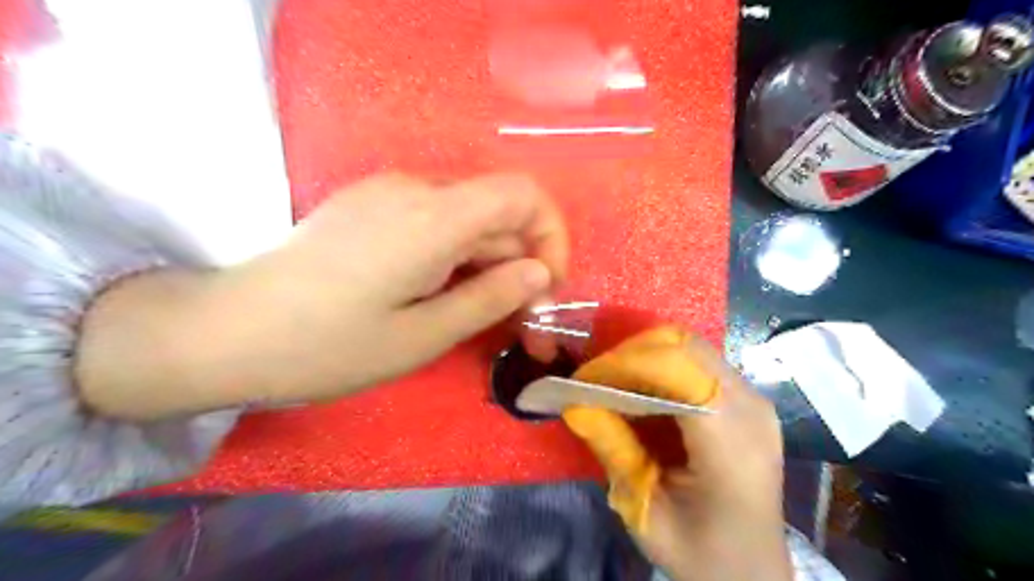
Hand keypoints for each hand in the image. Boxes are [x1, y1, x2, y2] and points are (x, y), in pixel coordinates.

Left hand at [75, 169, 567, 417]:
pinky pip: (436, 223)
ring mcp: (387, 194)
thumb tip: (540, 272)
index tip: (545, 287)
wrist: (225, 332)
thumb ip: (490, 298)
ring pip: (468, 221)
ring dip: (490, 264)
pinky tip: (442, 295)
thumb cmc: (326, 346)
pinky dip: (458, 257)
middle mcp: (414, 189)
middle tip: (522, 325)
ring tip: (484, 318)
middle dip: (522, 264)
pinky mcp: (370, 207)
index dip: (551, 234)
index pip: (524, 193)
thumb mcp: (422, 336)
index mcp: (432, 217)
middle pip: (498, 212)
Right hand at [563, 327, 788, 580]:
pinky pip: (697, 364)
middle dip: (631, 354)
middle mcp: (750, 406)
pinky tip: (641, 394)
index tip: (584, 380)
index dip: (625, 363)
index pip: (676, 368)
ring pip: (690, 348)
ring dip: (644, 358)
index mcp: (732, 440)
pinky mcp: (746, 399)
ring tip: (613, 384)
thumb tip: (575, 404)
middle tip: (596, 380)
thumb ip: (614, 451)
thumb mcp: (646, 511)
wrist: (753, 571)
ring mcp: (753, 398)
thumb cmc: (702, 552)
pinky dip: (661, 368)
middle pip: (685, 346)